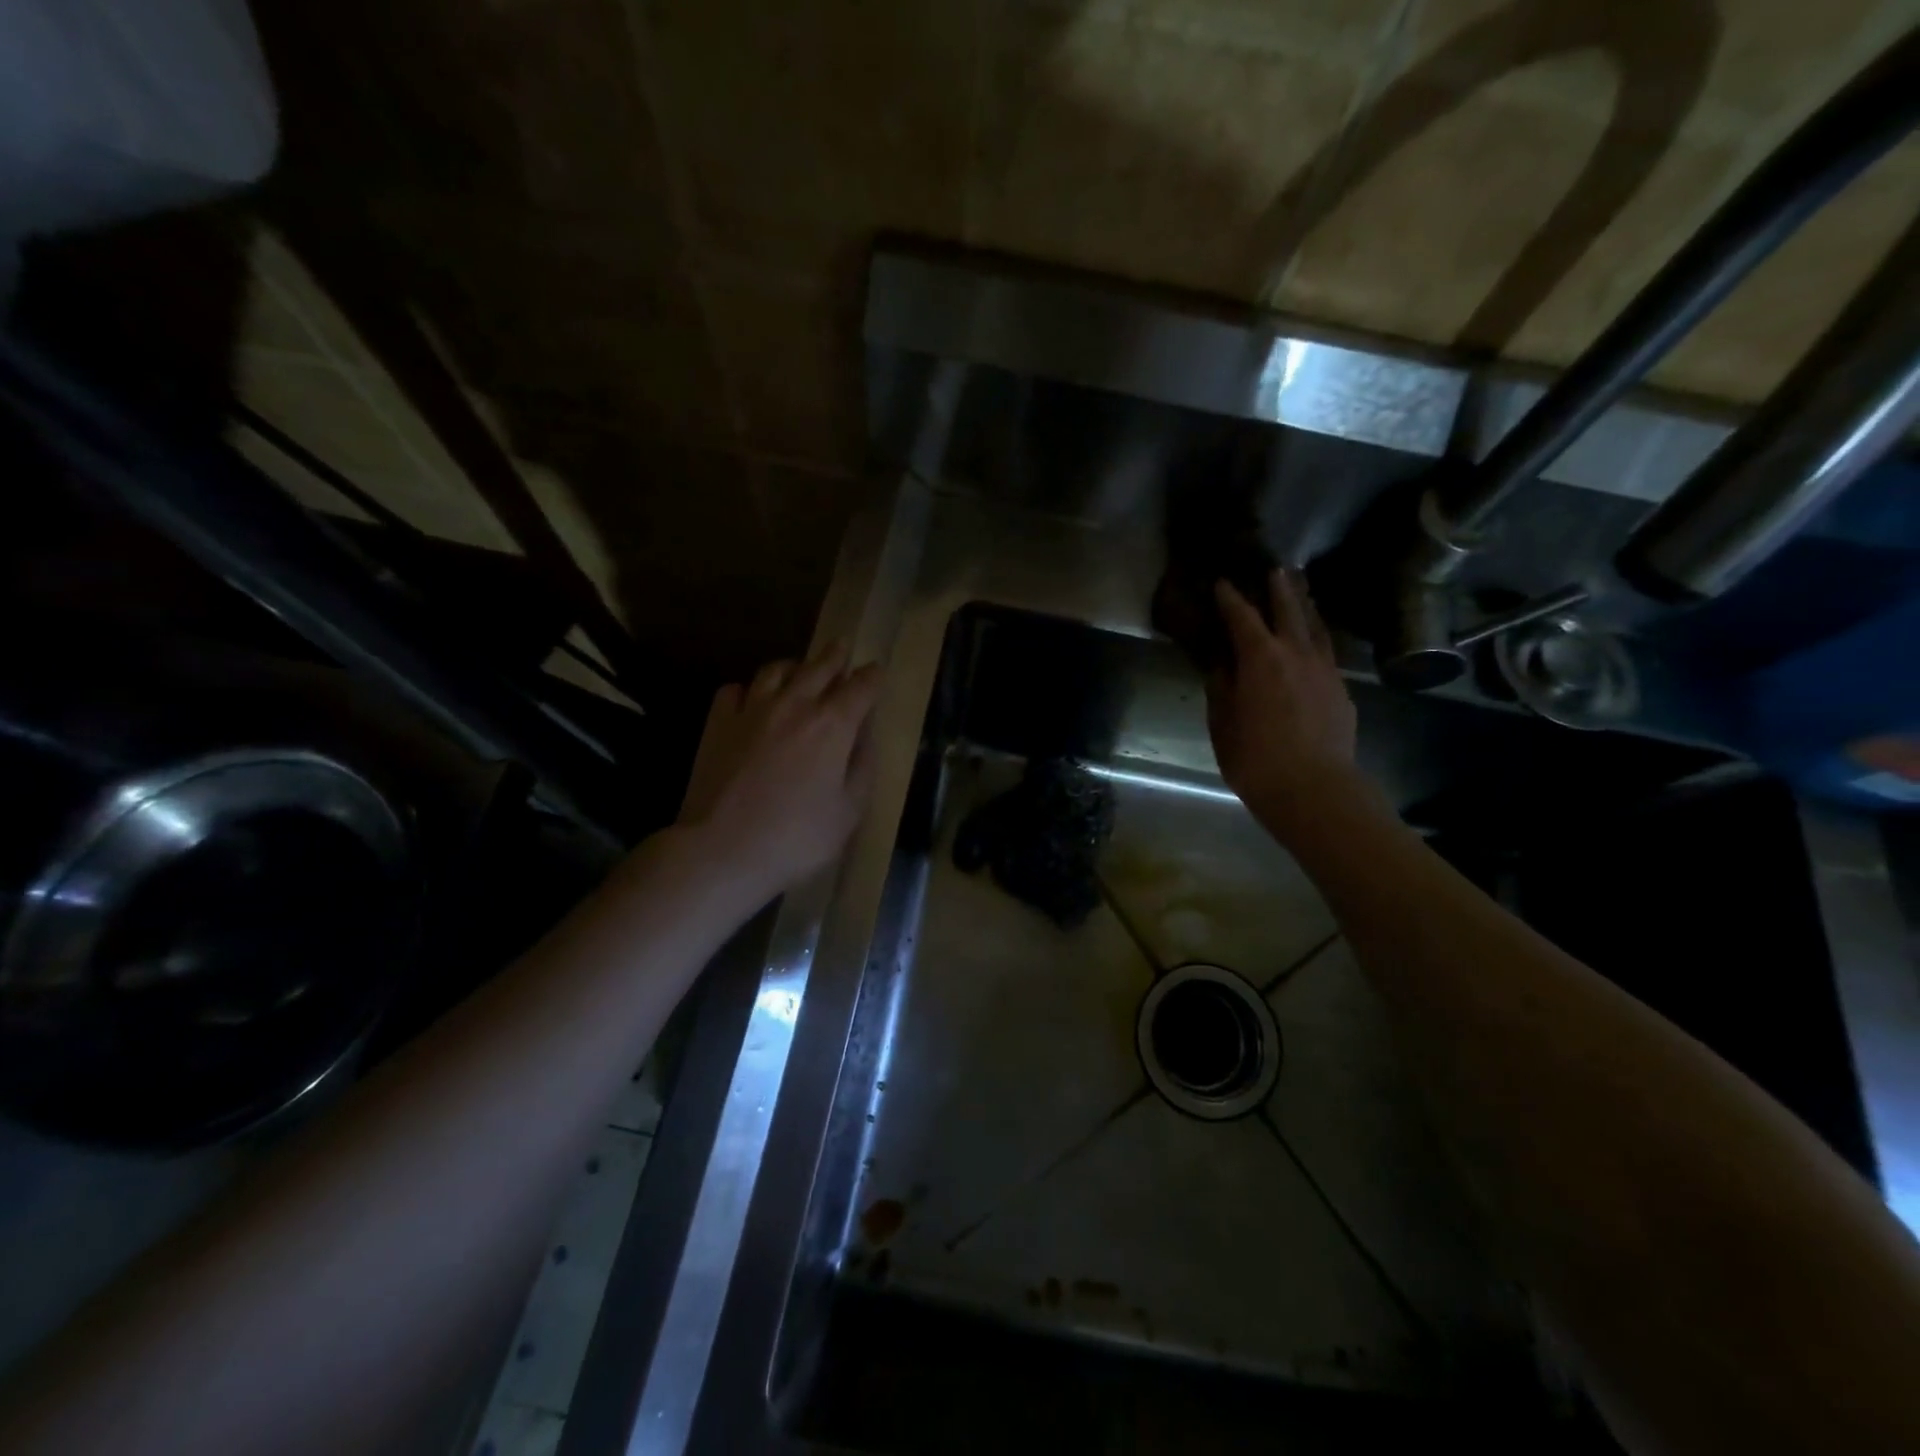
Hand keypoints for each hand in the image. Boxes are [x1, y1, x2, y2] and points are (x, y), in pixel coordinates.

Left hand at [676, 641, 882, 899]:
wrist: (723, 849)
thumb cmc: (797, 837)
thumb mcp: (849, 811)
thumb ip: (861, 766)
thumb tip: (863, 735)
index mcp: (832, 725)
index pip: (860, 687)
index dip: (872, 677)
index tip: (876, 672)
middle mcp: (794, 705)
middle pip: (819, 667)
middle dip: (835, 656)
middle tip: (841, 648)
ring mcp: (751, 710)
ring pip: (775, 670)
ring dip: (793, 666)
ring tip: (799, 670)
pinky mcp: (718, 723)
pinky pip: (735, 690)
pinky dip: (748, 689)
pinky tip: (750, 700)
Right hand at [1205, 568, 1358, 837]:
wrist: (1314, 789)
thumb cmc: (1255, 758)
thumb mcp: (1223, 724)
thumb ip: (1221, 689)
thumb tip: (1221, 667)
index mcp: (1261, 659)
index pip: (1242, 618)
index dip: (1231, 599)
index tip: (1222, 583)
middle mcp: (1296, 654)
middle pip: (1289, 610)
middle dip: (1280, 589)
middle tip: (1276, 569)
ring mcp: (1325, 671)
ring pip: (1315, 628)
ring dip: (1305, 608)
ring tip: (1301, 593)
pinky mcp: (1341, 691)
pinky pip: (1327, 653)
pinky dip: (1317, 639)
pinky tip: (1314, 644)